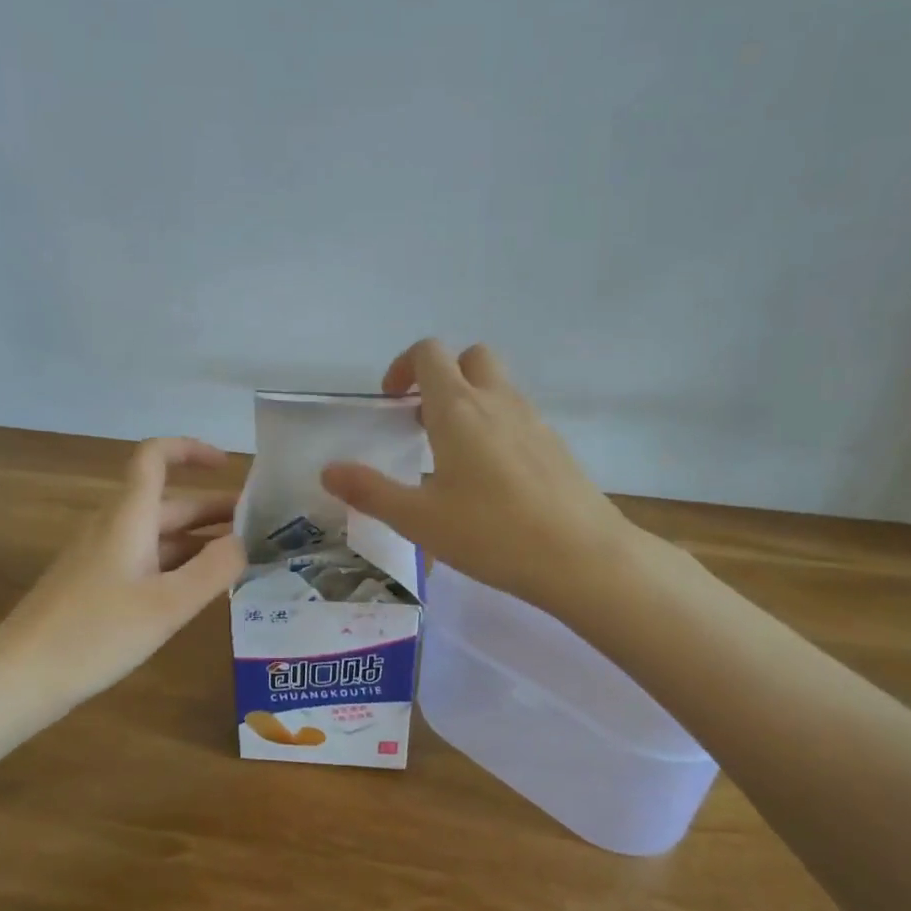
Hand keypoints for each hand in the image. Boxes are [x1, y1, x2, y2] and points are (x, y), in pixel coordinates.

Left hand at [0, 437, 245, 705]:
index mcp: (129, 517)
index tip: (229, 466)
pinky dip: (177, 564)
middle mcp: (114, 527)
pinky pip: (145, 559)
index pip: (155, 456)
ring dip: (199, 540)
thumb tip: (243, 542)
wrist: (19, 677)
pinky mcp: (95, 584)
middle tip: (260, 529)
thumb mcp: (167, 605)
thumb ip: (213, 570)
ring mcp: (101, 556)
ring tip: (242, 561)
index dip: (191, 450)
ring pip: (158, 534)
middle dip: (214, 510)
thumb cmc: (96, 634)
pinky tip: (199, 591)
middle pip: (168, 502)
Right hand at [321, 340, 642, 617]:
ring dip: (471, 401)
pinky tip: (492, 480)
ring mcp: (533, 420)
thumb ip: (370, 491)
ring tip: (453, 456)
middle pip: (470, 357)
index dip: (403, 367)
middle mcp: (497, 401)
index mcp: (458, 409)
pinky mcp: (556, 445)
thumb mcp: (419, 519)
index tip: (391, 403)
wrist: (582, 557)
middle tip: (423, 421)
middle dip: (442, 376)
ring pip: (498, 386)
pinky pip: (519, 416)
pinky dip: (498, 426)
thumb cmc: (492, 534)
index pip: (429, 353)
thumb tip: (328, 471)